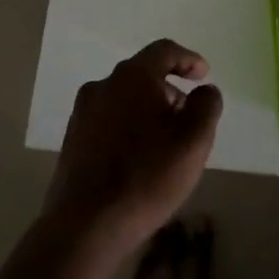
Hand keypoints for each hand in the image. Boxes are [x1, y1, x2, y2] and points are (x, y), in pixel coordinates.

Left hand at [44, 41, 223, 255]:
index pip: (164, 51)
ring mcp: (83, 113)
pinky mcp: (72, 140)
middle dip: (169, 89)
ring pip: (124, 98)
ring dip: (148, 109)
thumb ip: (206, 105)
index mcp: (132, 77)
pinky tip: (139, 157)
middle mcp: (103, 85)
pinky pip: (109, 120)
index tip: (203, 75)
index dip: (188, 59)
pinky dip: (129, 126)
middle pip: (143, 74)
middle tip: (188, 115)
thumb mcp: (194, 141)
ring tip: (166, 140)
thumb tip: (204, 90)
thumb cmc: (146, 177)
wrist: (84, 227)